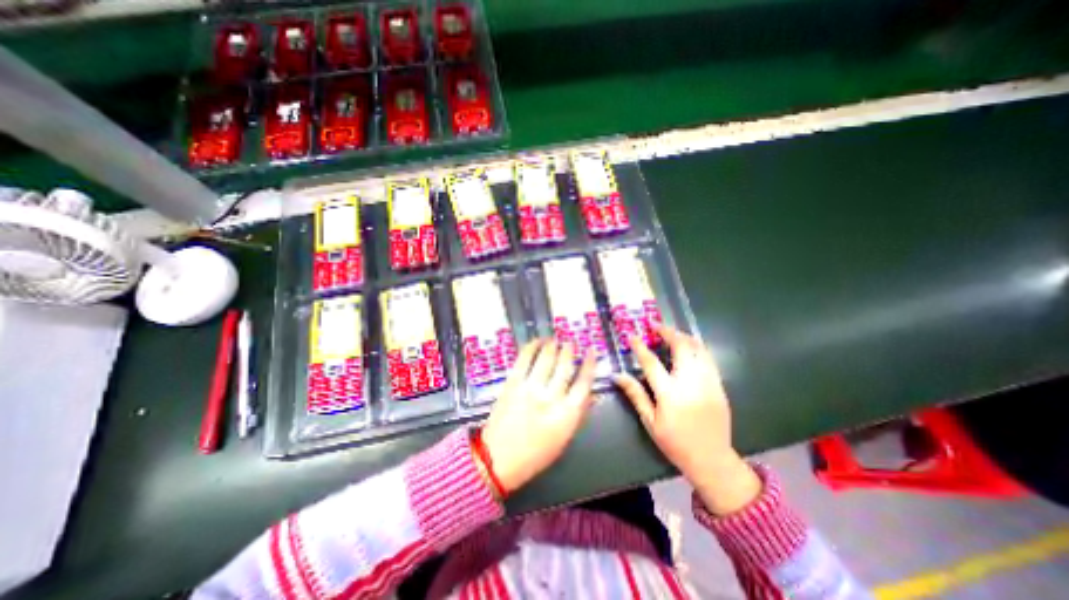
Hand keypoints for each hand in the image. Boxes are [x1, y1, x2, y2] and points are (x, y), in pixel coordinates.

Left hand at [481, 340, 597, 494]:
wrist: (498, 458)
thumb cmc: (535, 454)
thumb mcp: (564, 438)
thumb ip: (579, 413)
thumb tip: (592, 393)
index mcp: (567, 414)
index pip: (584, 382)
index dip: (590, 364)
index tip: (591, 352)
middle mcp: (551, 397)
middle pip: (565, 366)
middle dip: (569, 350)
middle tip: (570, 343)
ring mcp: (530, 388)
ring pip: (546, 358)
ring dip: (552, 345)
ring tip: (554, 339)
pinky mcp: (512, 383)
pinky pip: (524, 359)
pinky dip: (531, 347)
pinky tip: (536, 341)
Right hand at [613, 329, 763, 514]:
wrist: (712, 460)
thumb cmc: (675, 442)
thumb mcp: (650, 421)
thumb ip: (635, 394)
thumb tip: (618, 375)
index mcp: (669, 394)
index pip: (651, 362)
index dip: (640, 346)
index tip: (632, 335)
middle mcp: (691, 384)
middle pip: (681, 347)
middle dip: (667, 332)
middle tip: (656, 326)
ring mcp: (708, 383)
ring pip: (698, 349)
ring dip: (684, 336)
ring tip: (672, 333)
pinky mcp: (720, 386)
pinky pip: (709, 359)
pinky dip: (697, 348)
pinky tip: (689, 348)